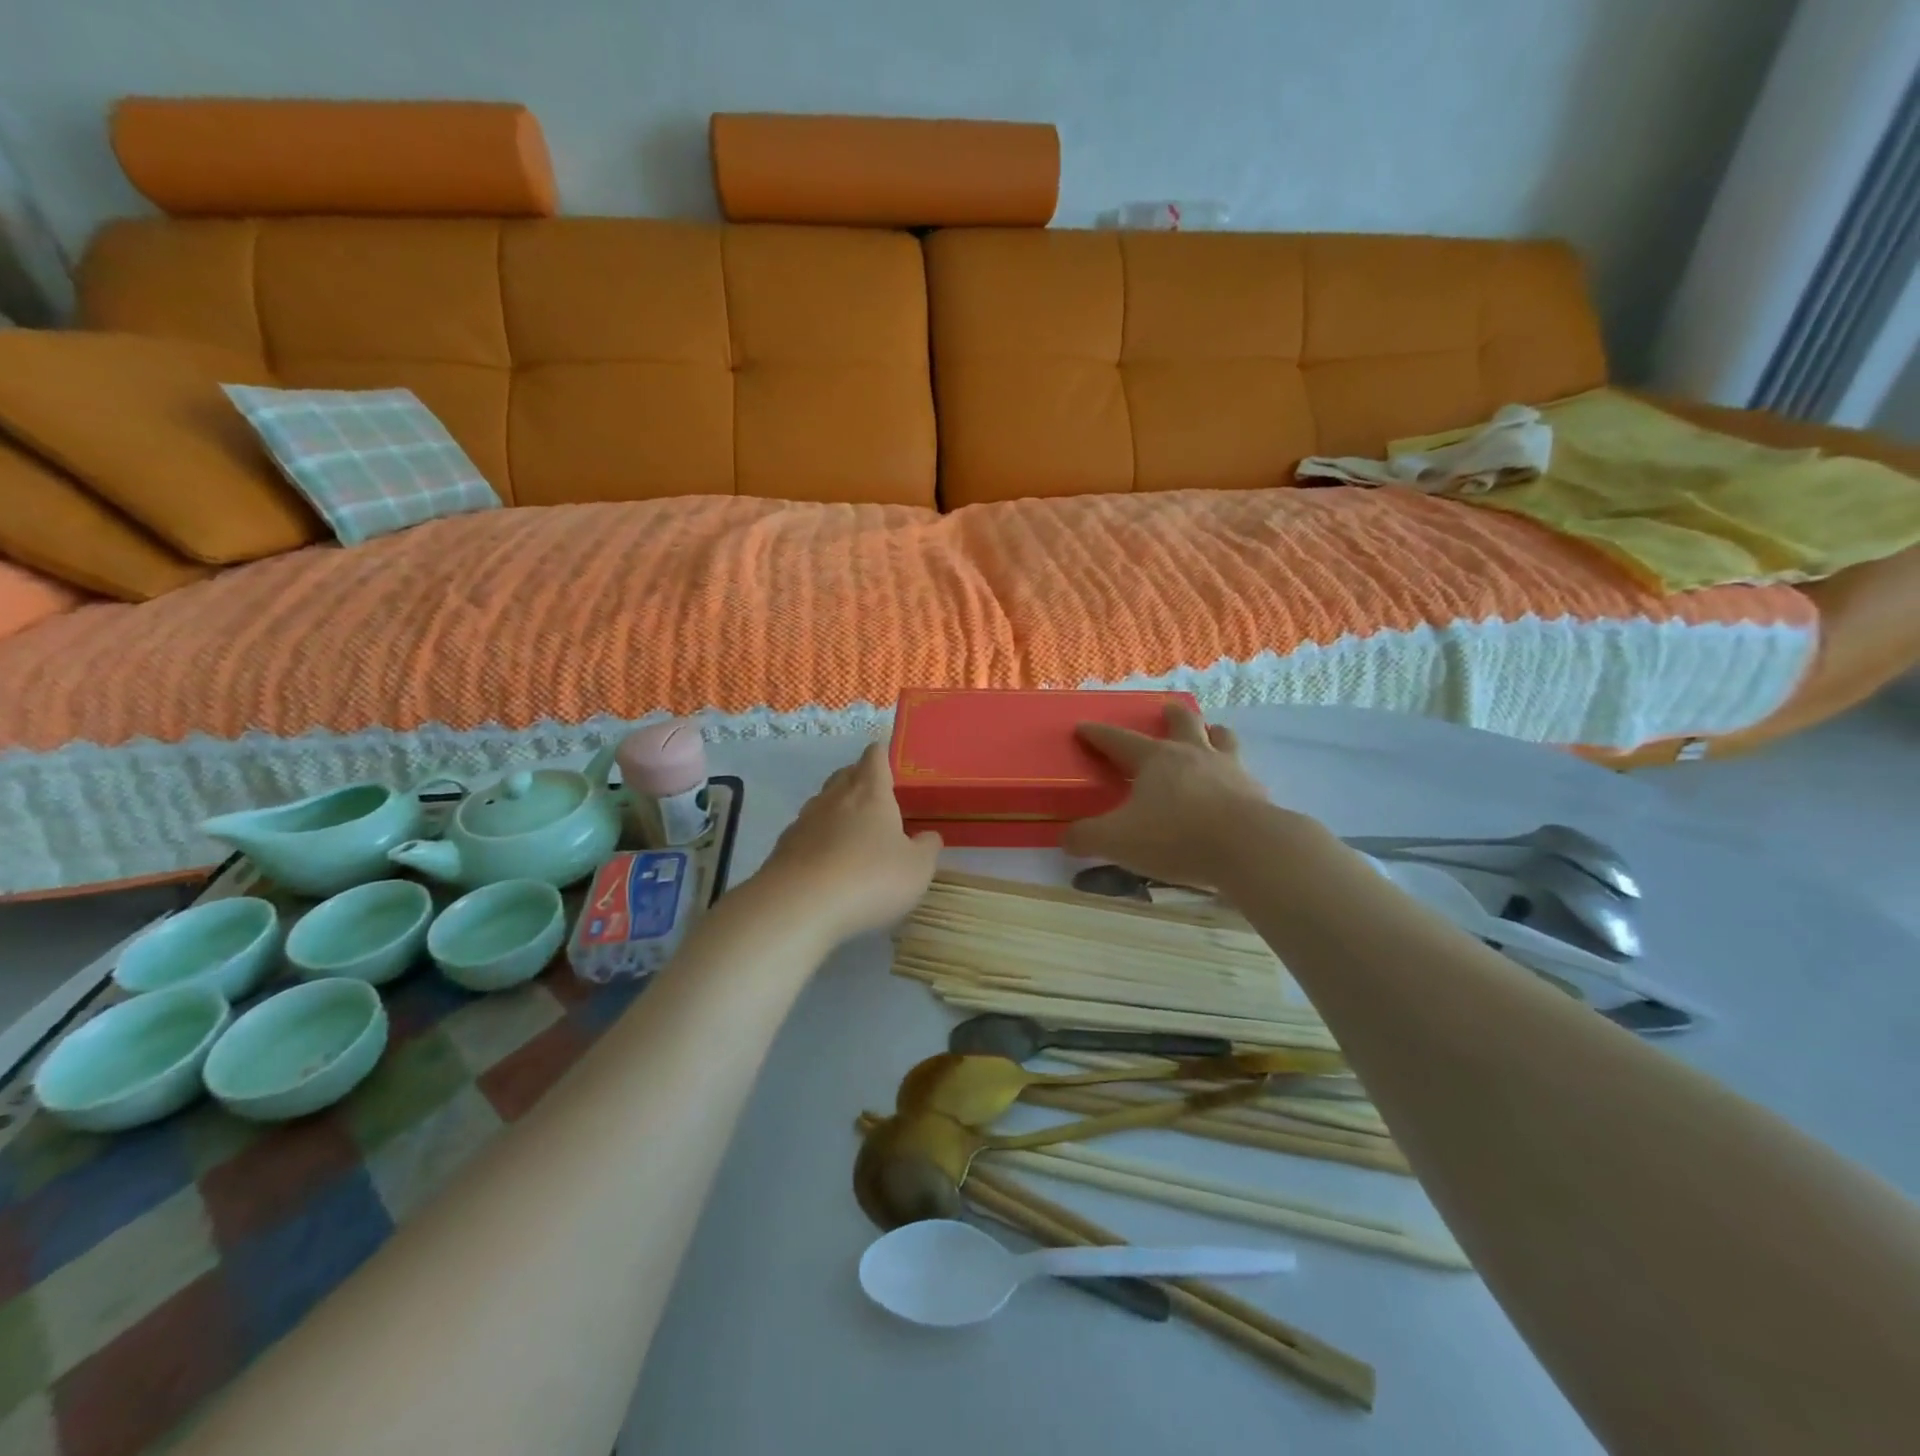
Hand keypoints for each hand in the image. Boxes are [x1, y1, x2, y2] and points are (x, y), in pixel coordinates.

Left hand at [755, 742, 941, 946]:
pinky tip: (827, 862)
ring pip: (823, 802)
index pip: (875, 757)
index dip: (883, 755)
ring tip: (853, 832)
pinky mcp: (783, 847)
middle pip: (845, 774)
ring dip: (837, 810)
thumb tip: (928, 836)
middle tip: (877, 798)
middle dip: (860, 779)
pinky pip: (806, 832)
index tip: (891, 762)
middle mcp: (835, 798)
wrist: (798, 906)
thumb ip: (927, 848)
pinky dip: (818, 839)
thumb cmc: (869, 879)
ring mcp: (804, 821)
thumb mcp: (917, 869)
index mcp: (870, 793)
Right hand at [1063, 704, 1284, 888]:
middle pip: (1182, 722)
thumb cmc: (1175, 836)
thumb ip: (1087, 837)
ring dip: (1212, 733)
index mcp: (1155, 759)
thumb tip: (1067, 837)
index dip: (1098, 734)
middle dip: (1170, 715)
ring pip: (1222, 738)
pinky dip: (1235, 774)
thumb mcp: (1117, 841)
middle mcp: (1193, 754)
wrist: (1248, 848)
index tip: (1084, 727)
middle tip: (1166, 711)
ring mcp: (1229, 769)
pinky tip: (1233, 787)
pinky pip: (1244, 773)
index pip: (1119, 739)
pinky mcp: (1255, 792)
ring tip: (1210, 735)